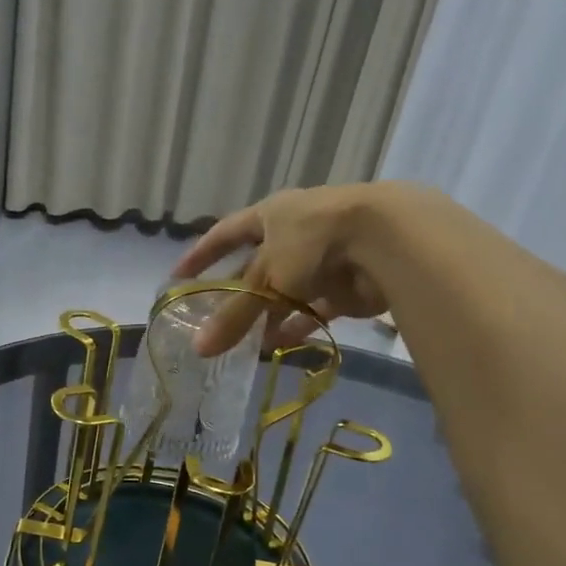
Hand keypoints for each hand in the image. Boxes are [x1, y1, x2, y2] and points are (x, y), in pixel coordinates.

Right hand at [172, 181, 406, 354]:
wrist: (386, 240)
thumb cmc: (313, 243)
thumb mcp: (266, 278)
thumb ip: (235, 316)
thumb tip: (199, 350)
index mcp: (272, 216)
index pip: (226, 234)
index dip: (202, 254)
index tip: (179, 276)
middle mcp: (295, 233)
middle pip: (256, 267)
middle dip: (236, 294)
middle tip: (212, 321)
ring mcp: (322, 260)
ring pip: (285, 292)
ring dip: (266, 315)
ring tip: (243, 342)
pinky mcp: (346, 285)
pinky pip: (314, 309)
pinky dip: (297, 325)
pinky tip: (278, 345)